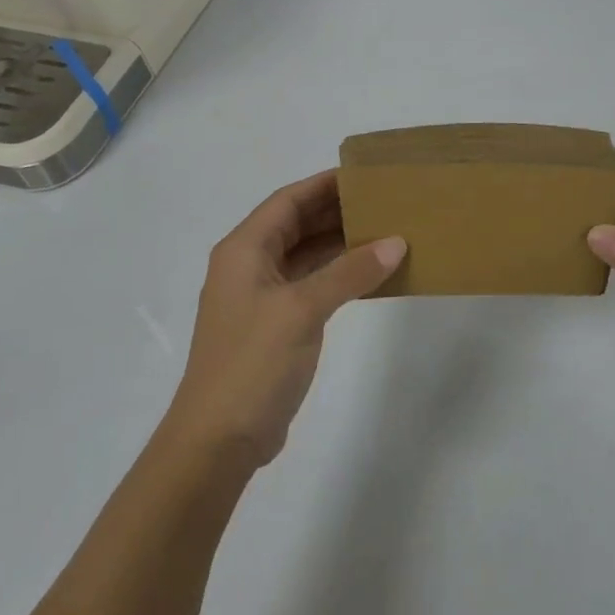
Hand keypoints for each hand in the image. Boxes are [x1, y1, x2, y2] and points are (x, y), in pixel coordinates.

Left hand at [166, 171, 405, 467]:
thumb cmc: (252, 363)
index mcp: (244, 250)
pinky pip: (312, 284)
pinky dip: (339, 275)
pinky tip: (371, 274)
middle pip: (297, 224)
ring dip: (341, 243)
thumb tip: (396, 242)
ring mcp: (262, 297)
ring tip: (387, 231)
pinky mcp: (276, 325)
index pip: (288, 200)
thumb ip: (349, 272)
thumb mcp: (302, 310)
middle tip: (385, 201)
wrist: (218, 440)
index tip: (365, 174)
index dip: (324, 184)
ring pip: (306, 255)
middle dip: (337, 211)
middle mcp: (249, 266)